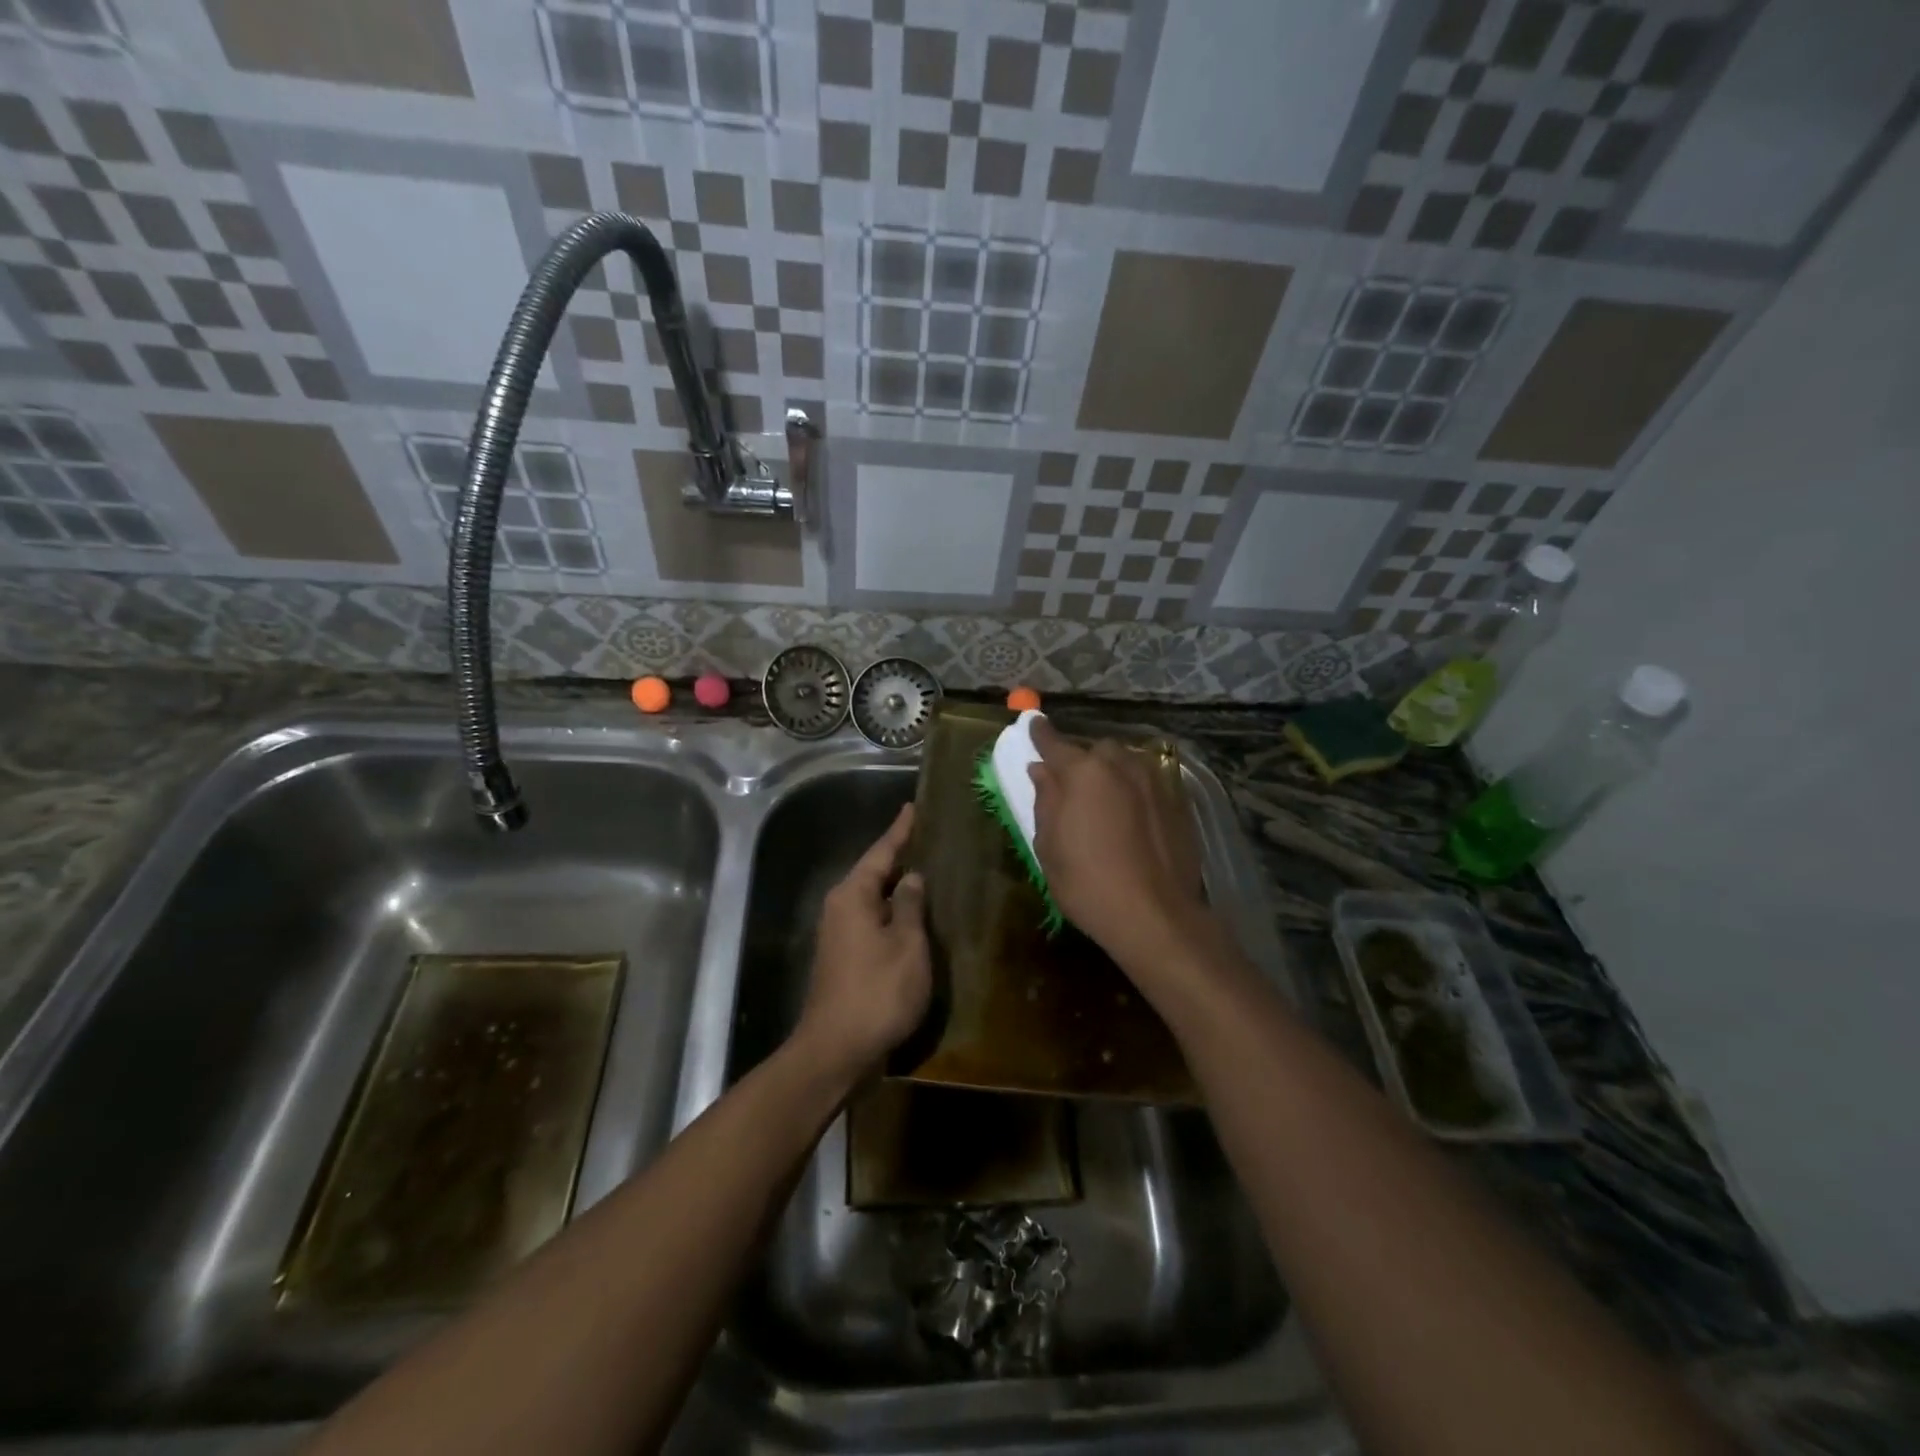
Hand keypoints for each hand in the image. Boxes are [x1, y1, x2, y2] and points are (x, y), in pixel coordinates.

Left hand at [796, 804, 931, 1082]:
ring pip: (873, 899)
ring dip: (898, 888)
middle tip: (928, 839)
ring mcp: (839, 934)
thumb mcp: (906, 944)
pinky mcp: (843, 958)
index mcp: (853, 896)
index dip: (900, 830)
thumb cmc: (877, 992)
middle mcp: (840, 907)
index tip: (913, 807)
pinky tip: (914, 918)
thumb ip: (910, 906)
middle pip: (874, 873)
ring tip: (927, 872)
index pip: (881, 852)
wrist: (836, 1050)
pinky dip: (893, 914)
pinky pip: (872, 921)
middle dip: (900, 857)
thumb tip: (911, 877)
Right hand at [1027, 717, 1211, 970]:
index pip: (1055, 742)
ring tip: (1107, 801)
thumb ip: (1045, 800)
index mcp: (1083, 773)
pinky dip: (1137, 791)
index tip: (1034, 724)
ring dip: (1113, 773)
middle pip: (1097, 751)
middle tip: (1074, 786)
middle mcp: (1121, 765)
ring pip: (1128, 763)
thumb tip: (1042, 770)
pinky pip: (1150, 783)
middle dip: (1084, 761)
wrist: (1155, 915)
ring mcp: (1155, 781)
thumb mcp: (1049, 846)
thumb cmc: (1087, 883)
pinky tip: (1134, 818)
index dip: (1041, 734)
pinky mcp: (1178, 802)